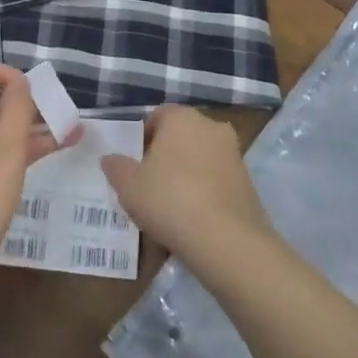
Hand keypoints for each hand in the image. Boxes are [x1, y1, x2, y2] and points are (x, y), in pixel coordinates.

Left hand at [0, 62, 76, 283]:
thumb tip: (20, 83)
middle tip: (57, 113)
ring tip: (67, 135)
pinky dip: (11, 154)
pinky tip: (43, 160)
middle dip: (22, 106)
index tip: (31, 89)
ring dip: (24, 131)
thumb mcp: (7, 148)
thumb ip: (17, 109)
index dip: (3, 72)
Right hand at [100, 104, 271, 266]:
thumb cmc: (169, 199)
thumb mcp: (128, 185)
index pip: (157, 117)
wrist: (226, 240)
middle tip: (149, 186)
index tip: (134, 165)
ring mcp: (234, 154)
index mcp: (182, 118)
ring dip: (186, 177)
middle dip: (165, 158)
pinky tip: (192, 222)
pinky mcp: (248, 183)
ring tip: (169, 209)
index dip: (142, 140)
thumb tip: (110, 159)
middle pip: (180, 138)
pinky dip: (204, 195)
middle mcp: (211, 127)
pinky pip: (216, 183)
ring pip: (200, 161)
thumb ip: (116, 167)